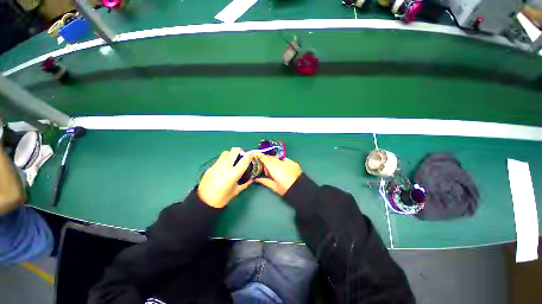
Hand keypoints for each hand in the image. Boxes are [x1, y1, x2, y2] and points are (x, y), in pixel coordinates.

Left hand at [198, 147, 253, 207]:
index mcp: (233, 174)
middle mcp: (225, 167)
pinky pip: (219, 159)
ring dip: (231, 154)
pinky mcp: (211, 167)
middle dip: (240, 151)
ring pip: (226, 152)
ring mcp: (217, 165)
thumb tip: (252, 179)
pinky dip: (224, 160)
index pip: (244, 160)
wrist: (204, 201)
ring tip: (232, 160)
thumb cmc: (222, 198)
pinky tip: (224, 167)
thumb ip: (245, 183)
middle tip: (241, 156)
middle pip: (234, 151)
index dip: (250, 156)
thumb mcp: (236, 191)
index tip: (252, 155)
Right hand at [255, 154, 301, 195]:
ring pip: (277, 158)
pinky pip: (284, 160)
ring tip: (274, 170)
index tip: (255, 155)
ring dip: (273, 161)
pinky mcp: (294, 162)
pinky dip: (281, 162)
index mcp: (275, 168)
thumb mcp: (273, 186)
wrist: (301, 190)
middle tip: (266, 170)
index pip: (265, 158)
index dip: (259, 156)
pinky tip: (282, 169)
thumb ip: (264, 180)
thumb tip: (256, 178)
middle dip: (267, 161)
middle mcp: (281, 162)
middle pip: (271, 157)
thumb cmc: (285, 189)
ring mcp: (289, 161)